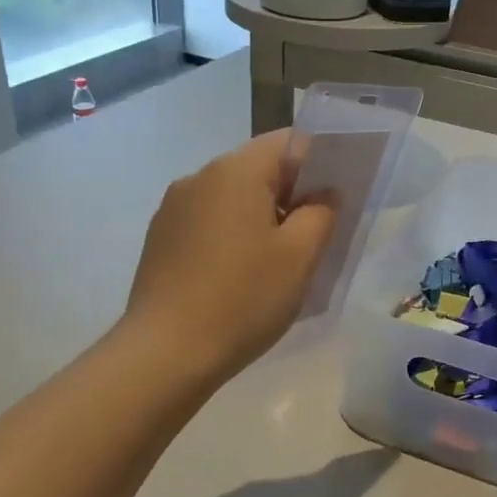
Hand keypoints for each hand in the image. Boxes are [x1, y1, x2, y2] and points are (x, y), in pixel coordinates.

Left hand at [124, 131, 335, 381]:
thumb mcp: (299, 257)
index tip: (336, 200)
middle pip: (259, 169)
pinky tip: (241, 276)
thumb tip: (325, 193)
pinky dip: (233, 236)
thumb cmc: (243, 299)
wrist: (166, 353)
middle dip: (292, 195)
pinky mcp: (160, 239)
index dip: (320, 164)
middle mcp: (199, 178)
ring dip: (262, 218)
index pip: (289, 143)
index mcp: (235, 171)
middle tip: (316, 237)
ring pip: (233, 198)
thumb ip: (321, 213)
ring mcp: (173, 209)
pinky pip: (209, 223)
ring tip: (279, 262)